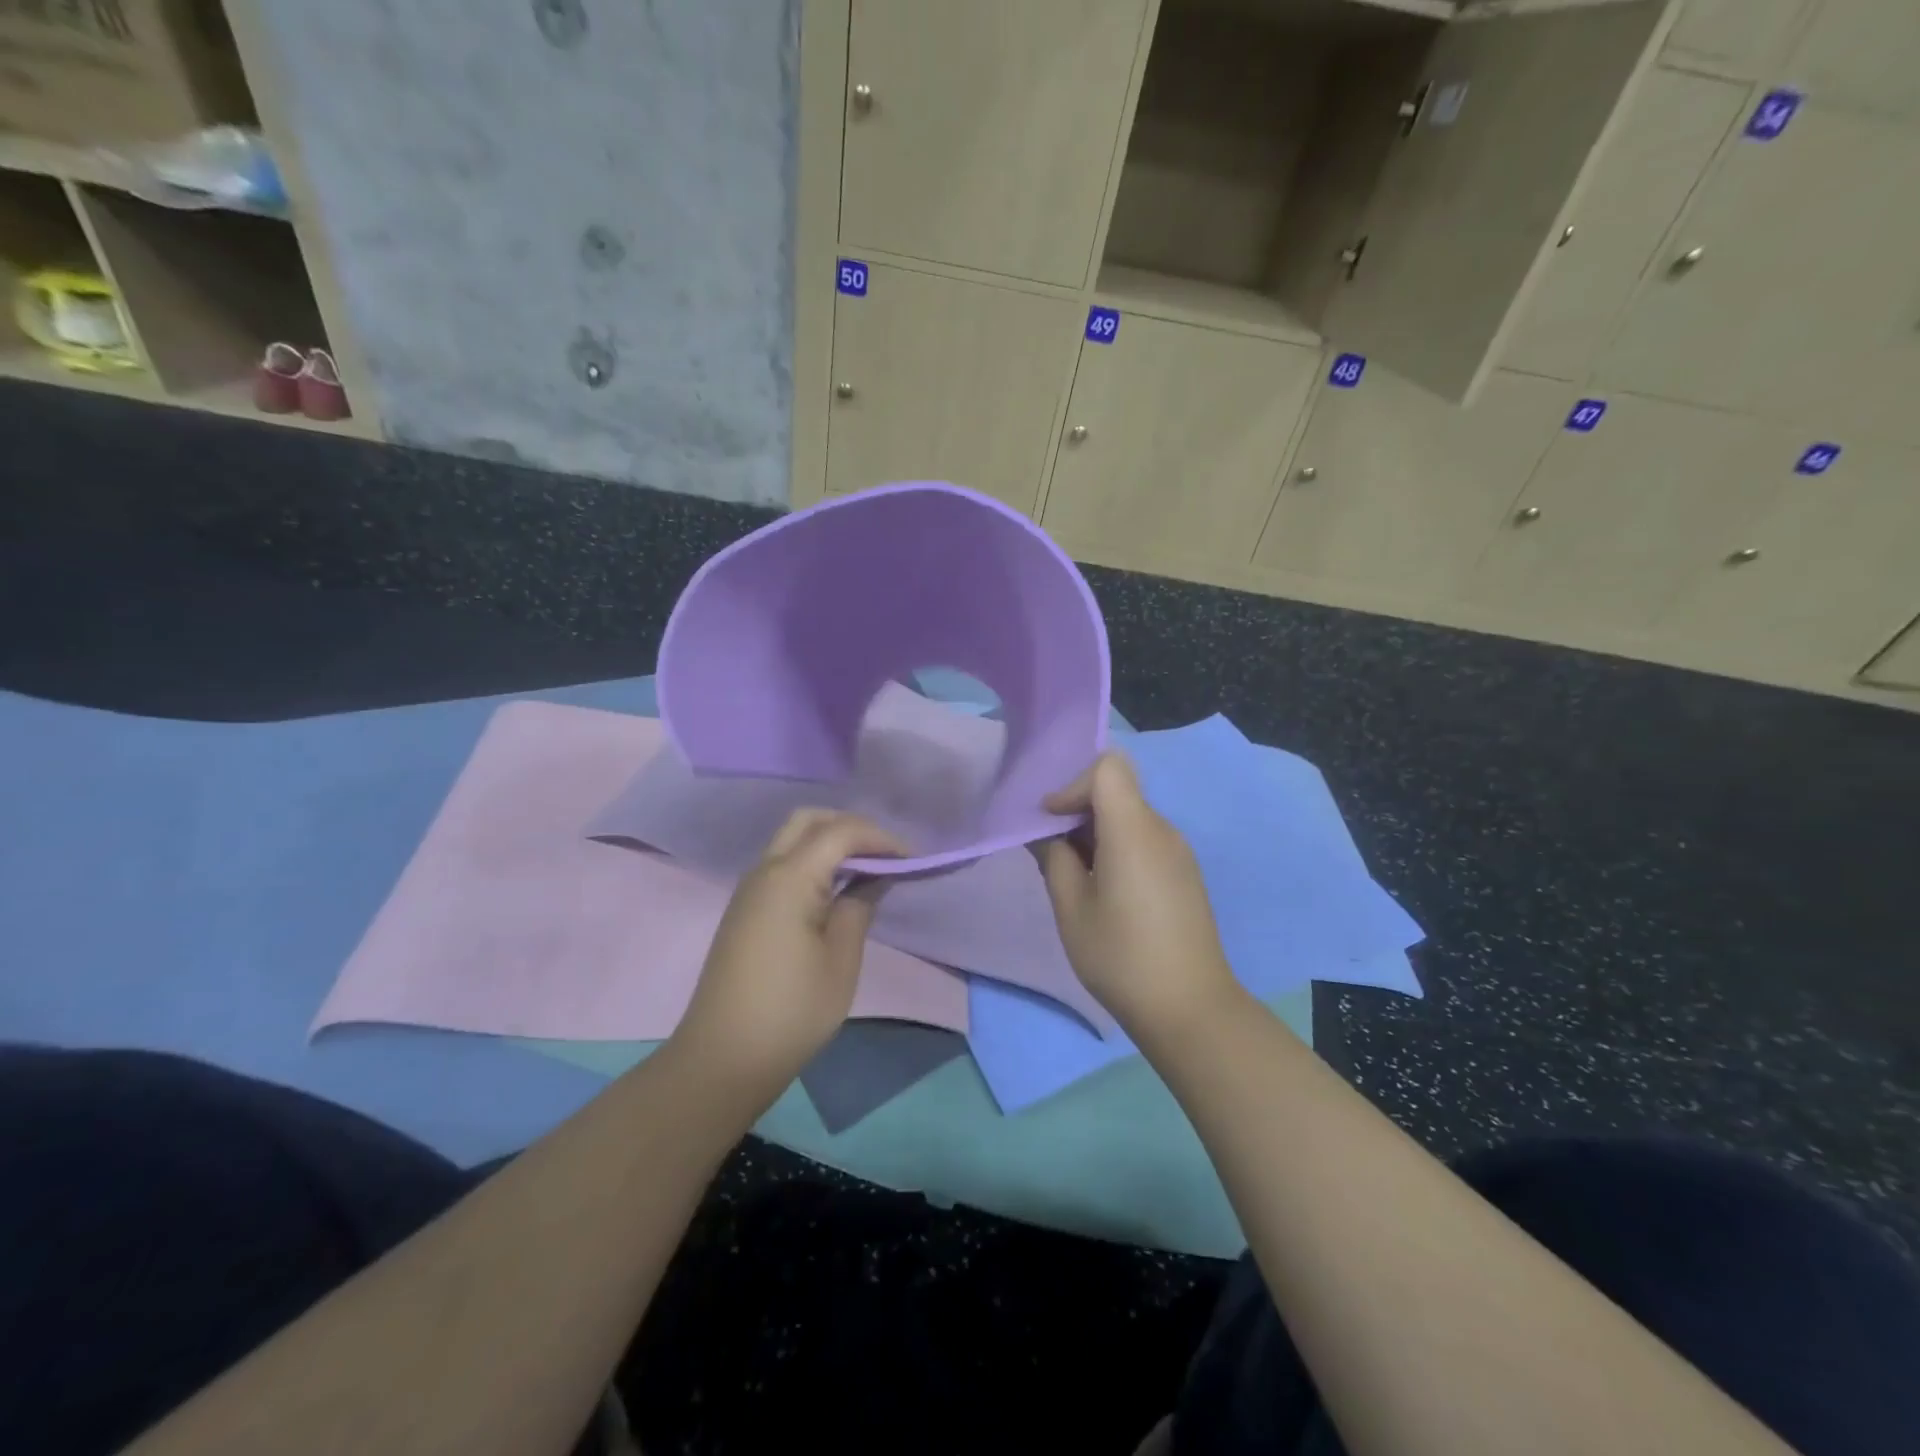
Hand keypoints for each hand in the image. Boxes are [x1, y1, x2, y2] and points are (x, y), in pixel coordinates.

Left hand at [674, 809, 903, 1096]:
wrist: (722, 1058)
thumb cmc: (791, 1011)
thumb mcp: (840, 960)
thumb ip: (858, 907)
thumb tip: (874, 878)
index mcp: (789, 877)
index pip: (840, 831)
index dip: (880, 839)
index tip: (912, 861)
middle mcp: (764, 871)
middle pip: (809, 820)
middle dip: (851, 827)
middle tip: (885, 856)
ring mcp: (749, 889)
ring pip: (792, 839)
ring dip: (831, 842)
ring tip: (867, 871)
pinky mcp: (745, 910)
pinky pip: (783, 864)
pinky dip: (813, 861)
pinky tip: (836, 890)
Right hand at [1032, 752, 1237, 1037]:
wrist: (1190, 1009)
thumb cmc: (1121, 957)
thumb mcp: (1072, 909)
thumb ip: (1054, 859)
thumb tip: (1045, 833)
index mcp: (1134, 831)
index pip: (1108, 768)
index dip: (1073, 785)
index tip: (1050, 821)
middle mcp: (1162, 830)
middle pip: (1117, 790)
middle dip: (1078, 809)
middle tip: (1051, 849)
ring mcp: (1178, 851)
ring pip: (1130, 815)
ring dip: (1096, 830)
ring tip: (1073, 873)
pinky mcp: (1184, 872)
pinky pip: (1144, 839)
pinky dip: (1116, 846)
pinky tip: (1103, 889)